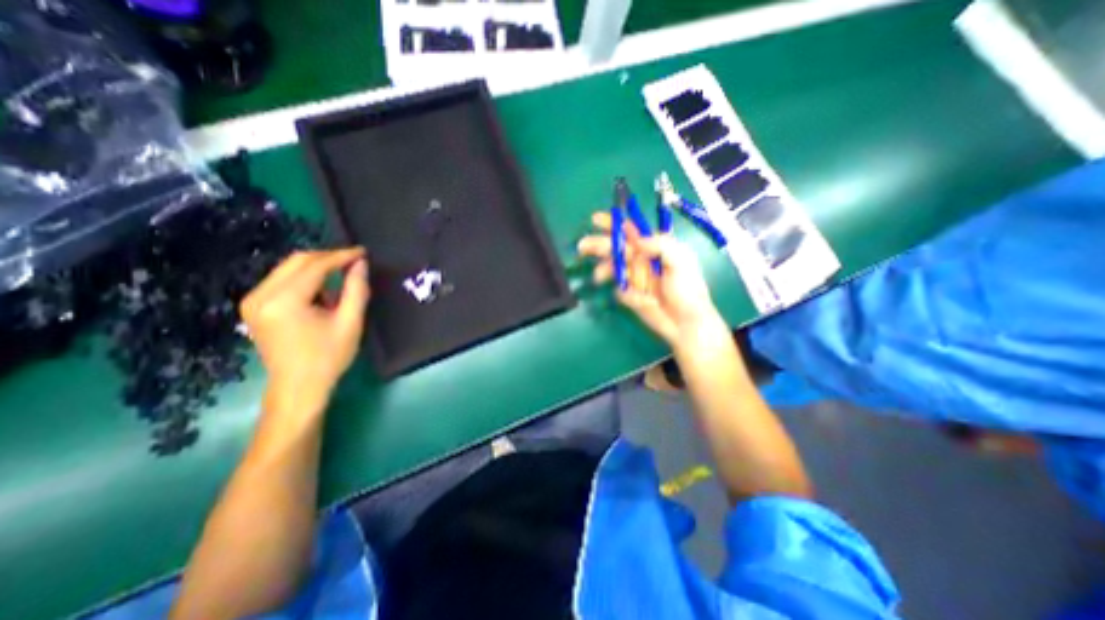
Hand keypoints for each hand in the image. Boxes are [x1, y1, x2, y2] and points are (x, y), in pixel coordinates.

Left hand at [237, 248, 370, 401]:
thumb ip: (356, 289)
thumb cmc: (329, 357)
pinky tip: (322, 291)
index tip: (363, 252)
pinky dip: (304, 279)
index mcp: (284, 301)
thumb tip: (360, 263)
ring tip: (342, 277)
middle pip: (296, 261)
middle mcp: (261, 295)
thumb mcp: (350, 322)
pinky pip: (281, 280)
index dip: (341, 256)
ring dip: (317, 268)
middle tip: (354, 260)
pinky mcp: (254, 307)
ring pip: (288, 269)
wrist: (298, 387)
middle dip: (328, 258)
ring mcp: (253, 301)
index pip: (314, 266)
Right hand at [578, 214, 727, 347]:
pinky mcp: (630, 294)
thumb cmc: (688, 290)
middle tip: (583, 246)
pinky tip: (637, 299)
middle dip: (599, 245)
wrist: (686, 324)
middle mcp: (642, 259)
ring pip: (613, 267)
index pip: (631, 230)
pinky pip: (619, 290)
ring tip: (598, 276)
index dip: (614, 223)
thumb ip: (661, 245)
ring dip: (603, 269)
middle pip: (616, 247)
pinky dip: (624, 293)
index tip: (596, 220)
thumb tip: (637, 240)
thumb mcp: (682, 262)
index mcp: (655, 247)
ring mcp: (634, 277)